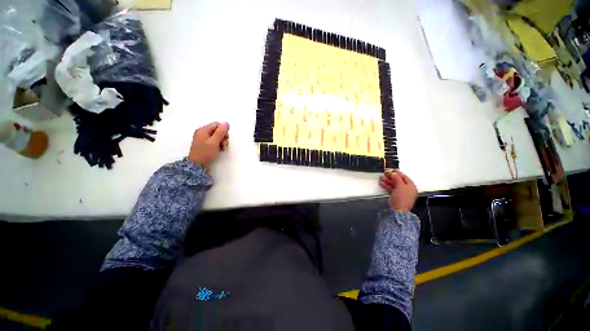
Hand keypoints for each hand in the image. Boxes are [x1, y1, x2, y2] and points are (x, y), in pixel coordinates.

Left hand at [188, 122, 229, 168]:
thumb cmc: (206, 152)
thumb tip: (226, 122)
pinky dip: (218, 145)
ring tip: (222, 149)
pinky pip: (214, 141)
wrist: (197, 165)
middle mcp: (203, 132)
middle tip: (224, 145)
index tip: (225, 138)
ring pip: (217, 136)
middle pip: (217, 130)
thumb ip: (221, 132)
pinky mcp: (205, 144)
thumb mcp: (214, 142)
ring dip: (222, 142)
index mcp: (203, 130)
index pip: (217, 124)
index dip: (223, 130)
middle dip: (223, 137)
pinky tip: (219, 150)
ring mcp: (203, 139)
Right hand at [379, 170, 417, 212]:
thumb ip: (397, 178)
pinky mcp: (396, 196)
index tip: (391, 170)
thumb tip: (394, 173)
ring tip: (381, 178)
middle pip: (398, 180)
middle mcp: (407, 189)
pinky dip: (386, 186)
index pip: (404, 177)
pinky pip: (391, 188)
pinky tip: (381, 183)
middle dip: (391, 177)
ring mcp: (401, 192)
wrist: (398, 210)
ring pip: (394, 184)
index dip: (398, 173)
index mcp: (411, 186)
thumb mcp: (400, 186)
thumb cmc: (402, 197)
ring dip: (387, 181)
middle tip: (385, 173)